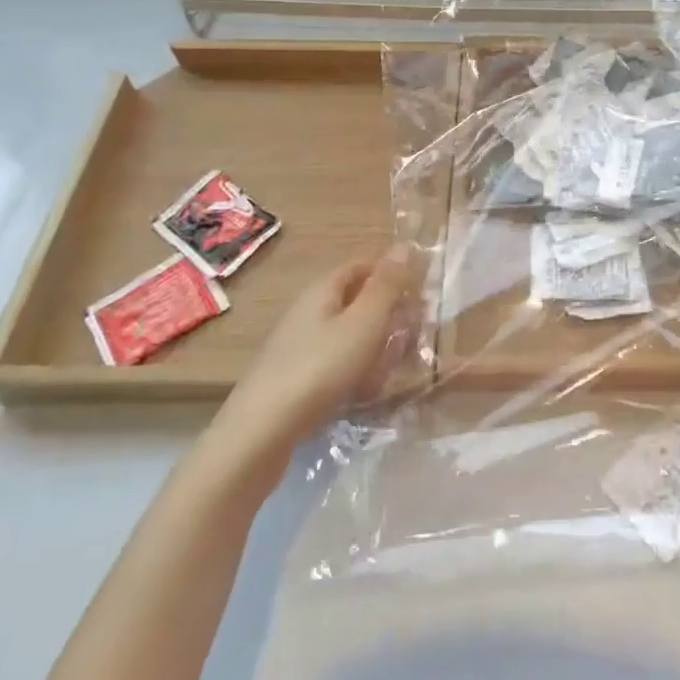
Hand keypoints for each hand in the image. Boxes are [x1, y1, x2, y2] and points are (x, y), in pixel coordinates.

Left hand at [218, 244, 423, 449]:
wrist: (259, 434)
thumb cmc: (319, 368)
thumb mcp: (363, 323)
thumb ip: (386, 285)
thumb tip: (405, 245)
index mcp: (322, 290)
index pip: (362, 266)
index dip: (391, 274)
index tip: (420, 294)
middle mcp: (307, 311)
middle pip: (355, 301)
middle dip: (387, 315)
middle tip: (414, 335)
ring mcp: (297, 346)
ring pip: (347, 335)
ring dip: (374, 346)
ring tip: (395, 368)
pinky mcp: (294, 378)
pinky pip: (334, 363)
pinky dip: (355, 371)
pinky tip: (366, 393)